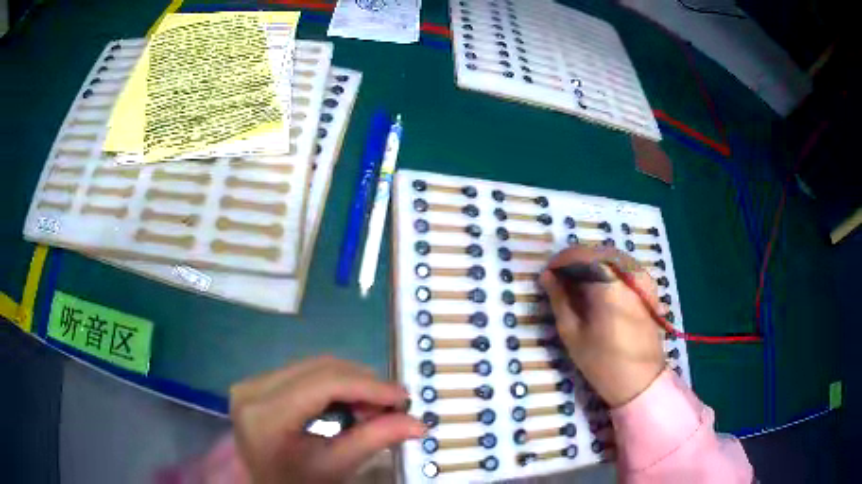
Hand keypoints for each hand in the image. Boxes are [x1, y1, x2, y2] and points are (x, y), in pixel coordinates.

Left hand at [230, 356, 425, 483]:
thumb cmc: (296, 483)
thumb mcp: (336, 466)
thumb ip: (375, 440)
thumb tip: (418, 423)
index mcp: (265, 415)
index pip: (323, 384)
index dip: (368, 386)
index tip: (403, 397)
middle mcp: (252, 389)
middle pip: (320, 369)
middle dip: (363, 384)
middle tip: (393, 406)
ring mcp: (252, 383)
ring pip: (314, 366)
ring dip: (351, 382)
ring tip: (373, 407)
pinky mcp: (257, 383)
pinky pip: (304, 372)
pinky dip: (333, 384)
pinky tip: (349, 402)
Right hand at [539, 246, 665, 407]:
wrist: (641, 380)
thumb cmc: (603, 362)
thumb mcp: (573, 334)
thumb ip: (559, 300)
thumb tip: (546, 276)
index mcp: (609, 284)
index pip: (580, 255)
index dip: (560, 261)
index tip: (547, 275)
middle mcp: (628, 273)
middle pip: (596, 252)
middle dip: (575, 262)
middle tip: (559, 281)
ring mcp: (642, 277)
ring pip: (611, 256)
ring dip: (591, 265)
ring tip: (577, 285)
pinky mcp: (648, 286)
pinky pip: (624, 266)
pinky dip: (608, 270)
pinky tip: (599, 289)